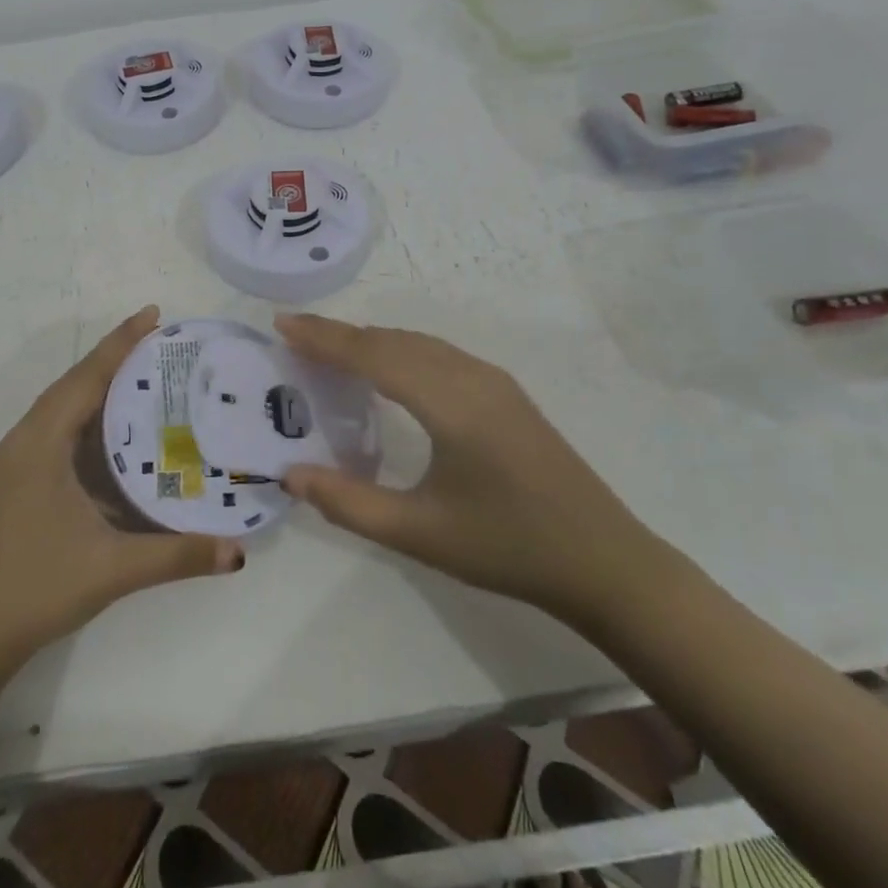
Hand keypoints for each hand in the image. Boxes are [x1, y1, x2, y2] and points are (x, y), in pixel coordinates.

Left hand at [0, 307, 244, 670]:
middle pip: (74, 382)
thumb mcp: (112, 569)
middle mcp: (26, 439)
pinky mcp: (21, 478)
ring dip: (100, 384)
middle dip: (115, 356)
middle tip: (162, 341)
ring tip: (147, 373)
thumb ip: (176, 556)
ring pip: (64, 405)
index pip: (86, 377)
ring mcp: (19, 459)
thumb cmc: (37, 588)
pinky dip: (90, 415)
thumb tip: (237, 552)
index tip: (154, 313)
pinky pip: (59, 428)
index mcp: (41, 443)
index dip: (121, 343)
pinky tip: (119, 429)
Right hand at [275, 314, 662, 626]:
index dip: (324, 338)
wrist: (606, 562)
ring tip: (328, 349)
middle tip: (293, 336)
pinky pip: (438, 355)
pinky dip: (399, 350)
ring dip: (370, 340)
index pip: (373, 354)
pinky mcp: (505, 394)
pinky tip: (386, 370)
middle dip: (340, 334)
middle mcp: (471, 377)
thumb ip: (348, 503)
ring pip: (418, 343)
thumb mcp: (419, 534)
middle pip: (393, 340)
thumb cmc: (508, 548)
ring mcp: (493, 382)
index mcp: (450, 403)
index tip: (282, 325)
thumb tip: (289, 474)